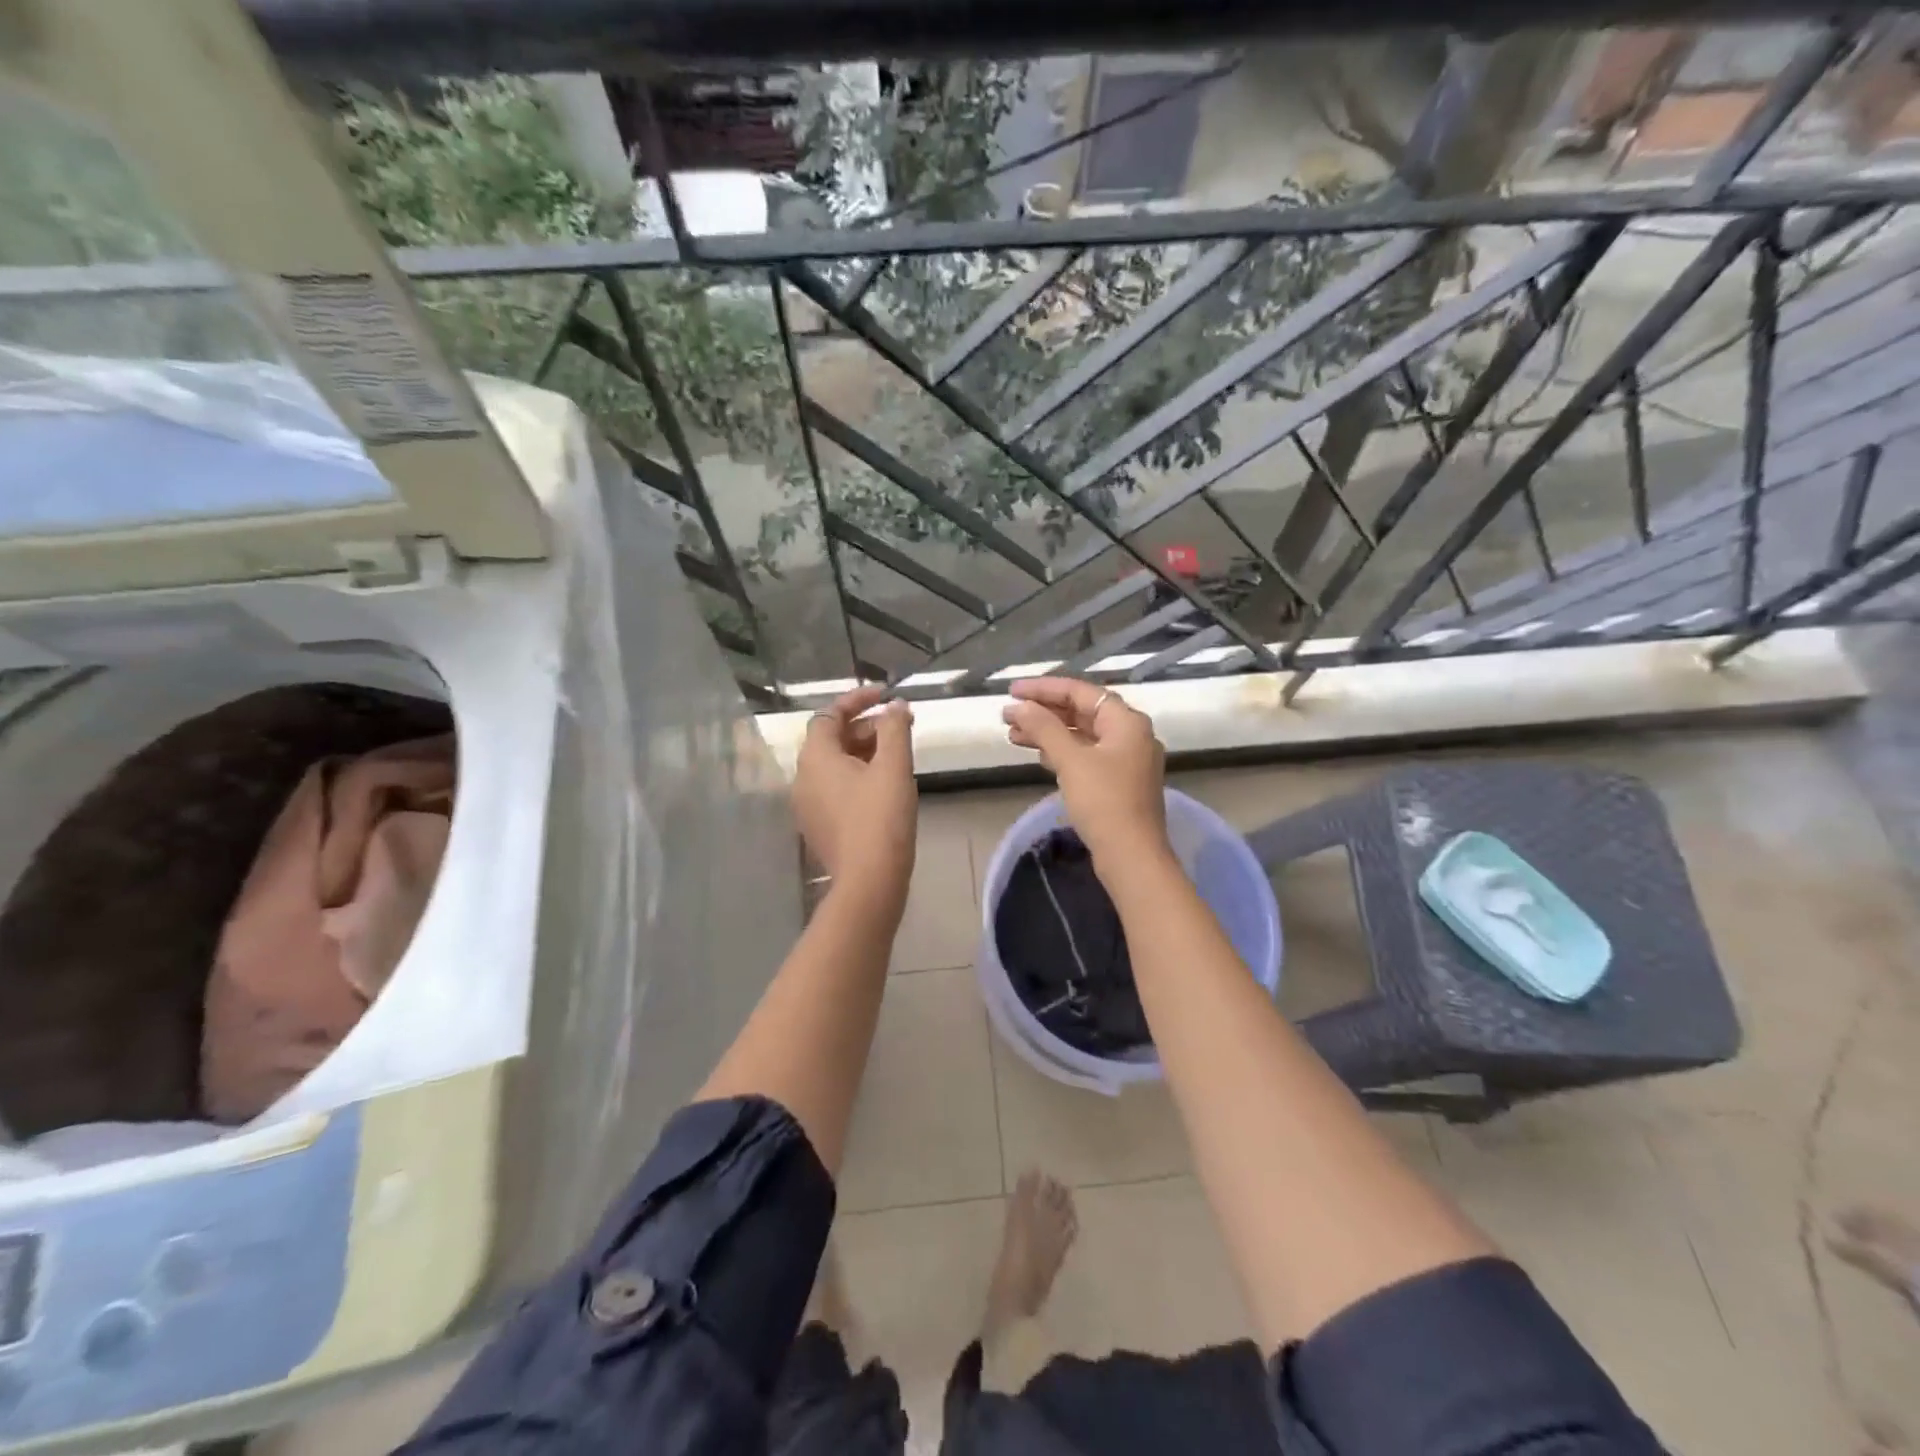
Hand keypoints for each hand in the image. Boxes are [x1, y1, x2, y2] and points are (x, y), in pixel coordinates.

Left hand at [793, 685, 917, 911]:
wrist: (869, 882)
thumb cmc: (881, 818)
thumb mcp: (894, 767)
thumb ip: (895, 729)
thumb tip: (896, 706)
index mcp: (815, 758)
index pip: (830, 715)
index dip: (857, 700)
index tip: (886, 695)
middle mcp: (803, 778)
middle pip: (832, 739)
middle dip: (866, 727)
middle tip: (901, 727)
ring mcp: (808, 805)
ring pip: (835, 765)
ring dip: (864, 751)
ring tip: (898, 754)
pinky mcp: (819, 826)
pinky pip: (836, 788)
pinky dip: (858, 776)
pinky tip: (885, 785)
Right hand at [1002, 677, 1169, 872]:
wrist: (1132, 857)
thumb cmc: (1103, 802)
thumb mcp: (1071, 760)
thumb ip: (1044, 728)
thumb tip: (1019, 706)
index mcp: (1126, 721)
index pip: (1080, 692)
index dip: (1044, 689)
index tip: (1012, 692)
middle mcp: (1131, 735)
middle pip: (1082, 712)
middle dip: (1043, 713)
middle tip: (1008, 715)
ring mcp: (1126, 761)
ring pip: (1082, 736)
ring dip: (1048, 733)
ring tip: (1013, 736)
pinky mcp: (1118, 783)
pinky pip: (1086, 756)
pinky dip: (1062, 753)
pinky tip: (1039, 756)